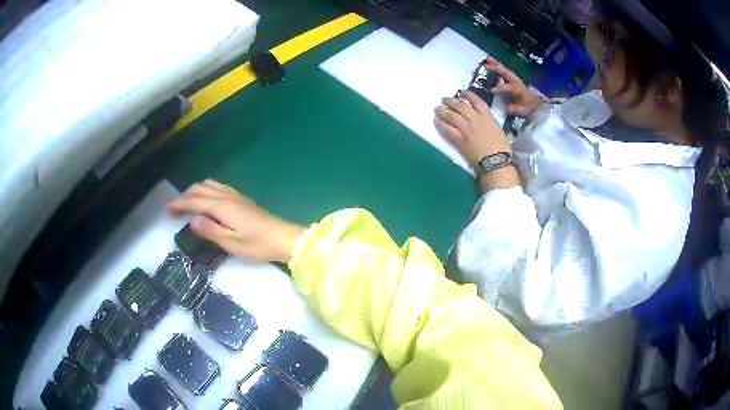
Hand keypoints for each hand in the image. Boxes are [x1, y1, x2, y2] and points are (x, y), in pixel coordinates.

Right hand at [167, 179, 304, 262]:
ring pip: (209, 185)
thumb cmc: (258, 245)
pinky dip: (206, 190)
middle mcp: (227, 196)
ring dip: (194, 191)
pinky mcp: (241, 199)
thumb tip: (191, 220)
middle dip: (184, 196)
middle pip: (200, 189)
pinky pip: (218, 187)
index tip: (166, 209)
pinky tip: (206, 200)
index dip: (179, 203)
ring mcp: (235, 196)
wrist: (283, 238)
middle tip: (173, 209)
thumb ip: (210, 231)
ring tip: (186, 204)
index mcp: (222, 207)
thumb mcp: (232, 243)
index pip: (195, 200)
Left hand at [434, 90, 520, 191]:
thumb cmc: (503, 149)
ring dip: (442, 111)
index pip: (476, 101)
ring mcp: (467, 129)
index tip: (461, 92)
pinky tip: (436, 121)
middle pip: (460, 106)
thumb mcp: (498, 130)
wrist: (497, 162)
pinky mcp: (460, 140)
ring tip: (437, 109)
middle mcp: (476, 120)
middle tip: (444, 99)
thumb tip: (481, 120)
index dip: (467, 95)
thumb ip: (489, 122)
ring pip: (451, 116)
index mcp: (488, 117)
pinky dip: (440, 124)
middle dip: (451, 101)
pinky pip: (448, 130)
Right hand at [483, 57, 543, 116]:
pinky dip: (499, 66)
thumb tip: (507, 109)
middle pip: (506, 73)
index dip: (501, 88)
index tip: (492, 90)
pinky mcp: (514, 81)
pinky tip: (493, 63)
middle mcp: (516, 82)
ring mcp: (515, 80)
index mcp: (519, 90)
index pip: (508, 87)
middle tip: (486, 64)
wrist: (538, 105)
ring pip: (505, 70)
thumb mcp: (524, 111)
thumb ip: (516, 109)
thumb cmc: (530, 109)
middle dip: (497, 68)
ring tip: (488, 58)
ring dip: (497, 64)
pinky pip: (505, 72)